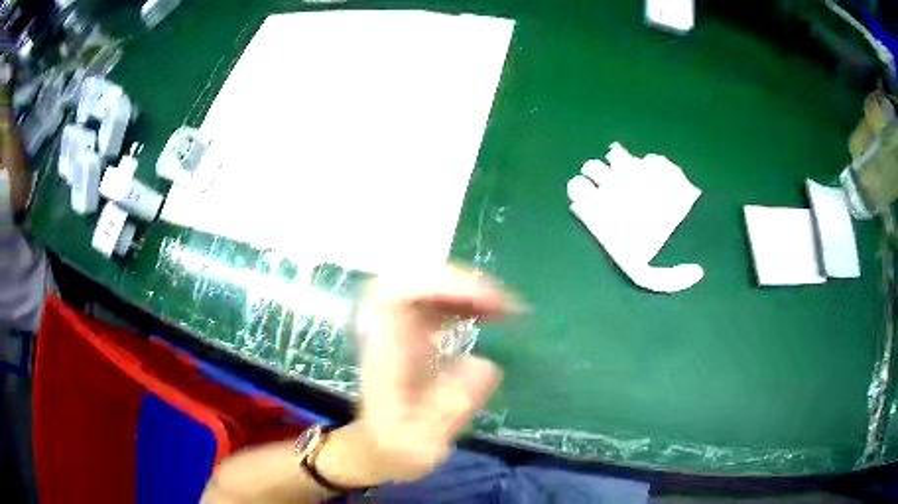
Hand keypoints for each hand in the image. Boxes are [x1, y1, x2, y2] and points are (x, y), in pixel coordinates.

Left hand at [345, 266, 517, 483]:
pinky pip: (438, 303)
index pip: (395, 294)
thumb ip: (450, 408)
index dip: (436, 285)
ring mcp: (400, 330)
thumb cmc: (396, 448)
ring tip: (505, 309)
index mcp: (385, 354)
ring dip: (467, 290)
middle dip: (460, 284)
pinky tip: (490, 314)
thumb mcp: (422, 443)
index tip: (481, 303)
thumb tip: (487, 364)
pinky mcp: (413, 335)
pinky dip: (466, 301)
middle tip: (503, 305)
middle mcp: (389, 333)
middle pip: (414, 281)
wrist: (379, 449)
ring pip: (427, 287)